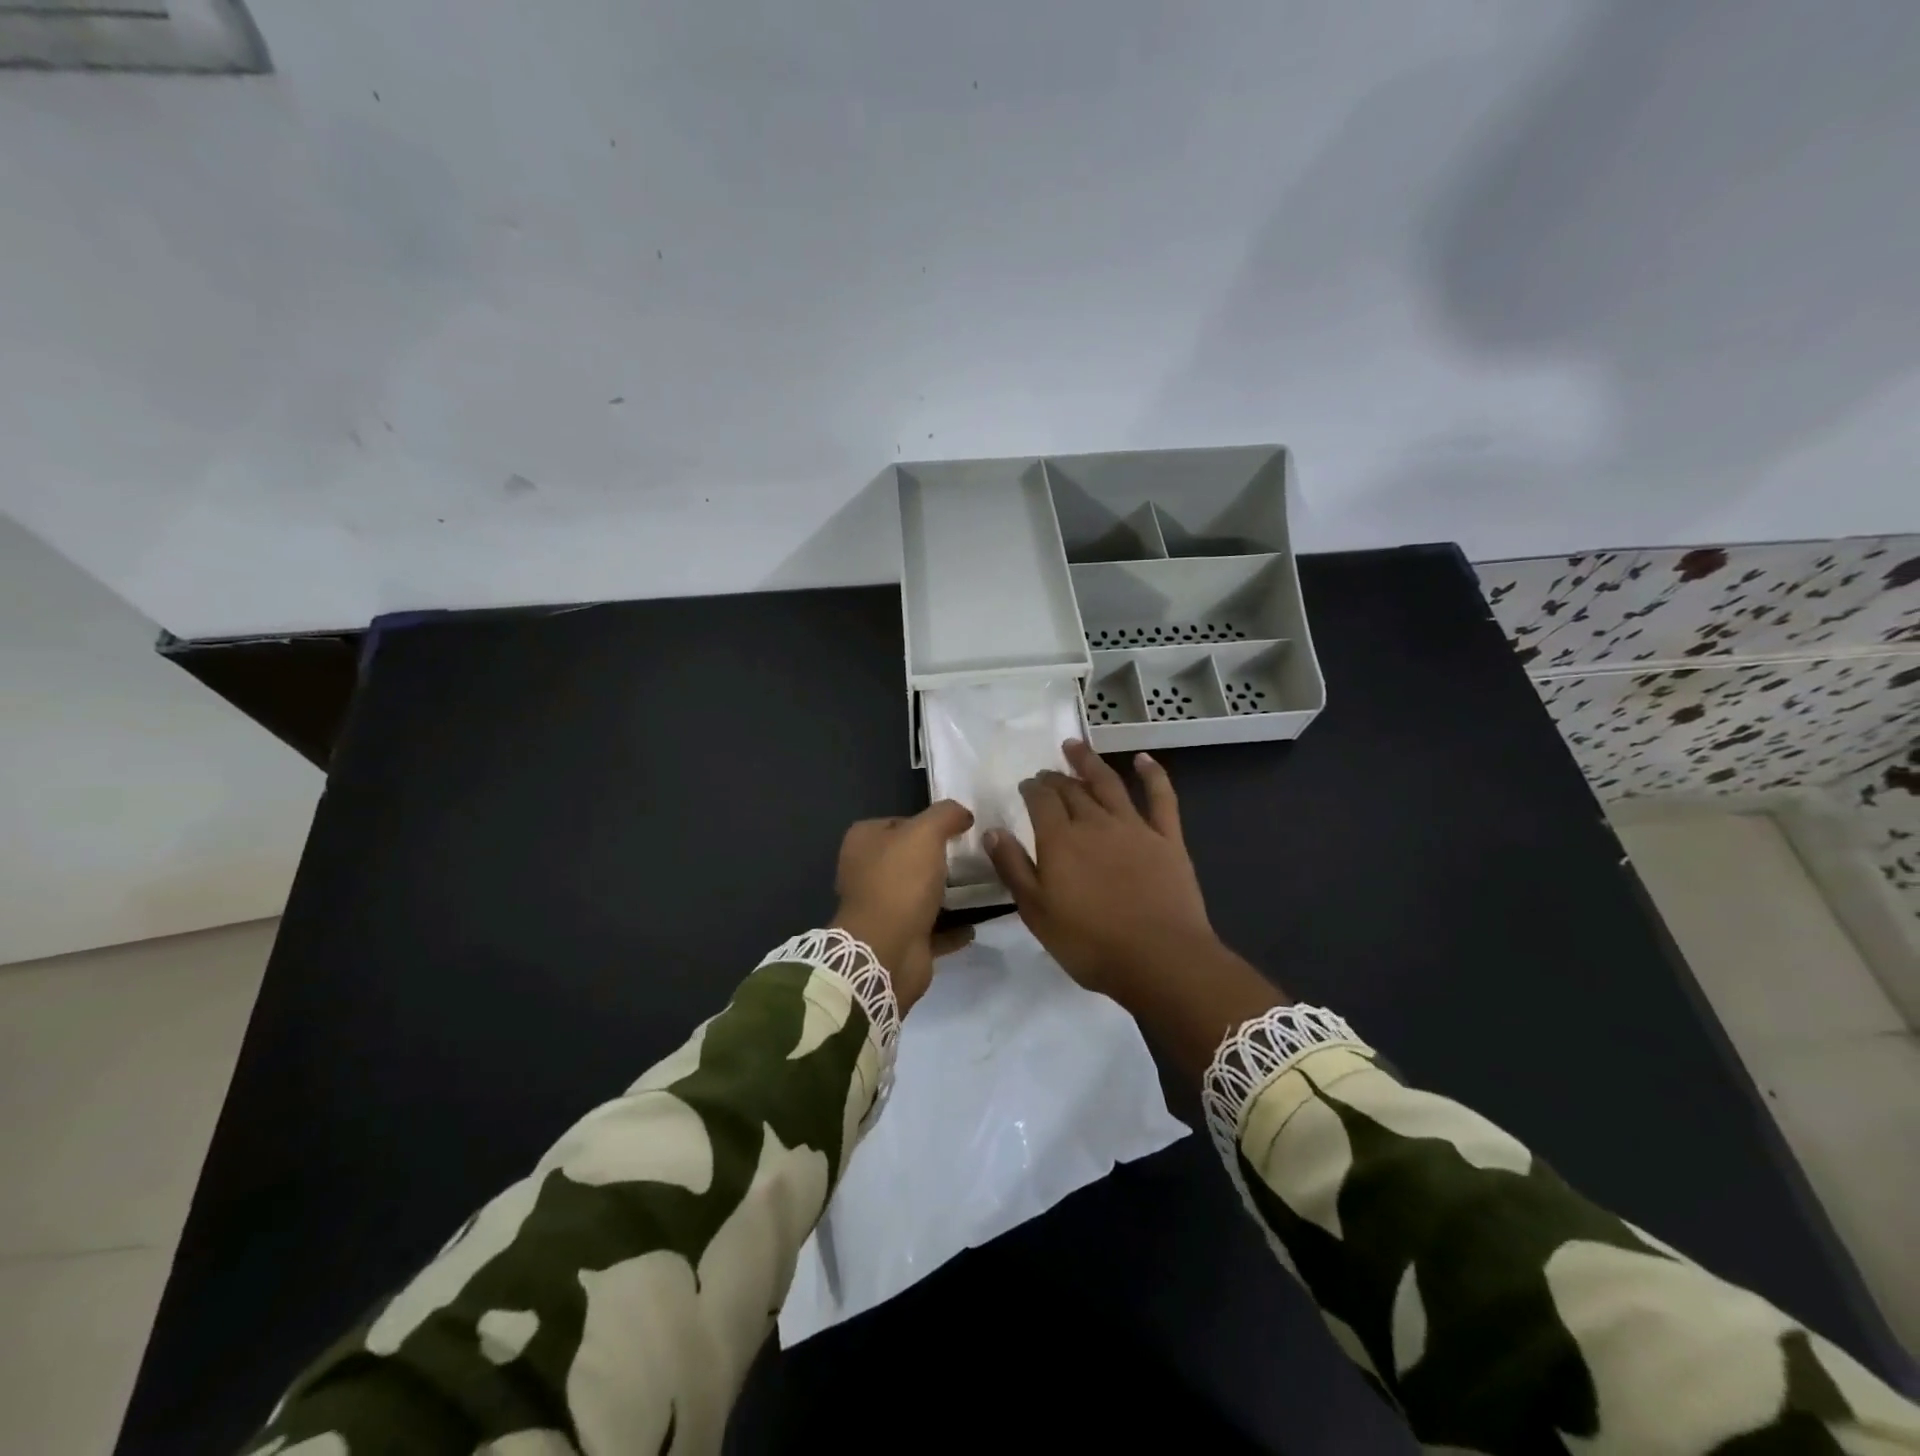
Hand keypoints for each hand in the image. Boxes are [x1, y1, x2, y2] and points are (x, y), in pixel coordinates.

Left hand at [831, 800, 975, 1011]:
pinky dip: (951, 928)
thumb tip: (962, 814)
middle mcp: (866, 873)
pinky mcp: (898, 939)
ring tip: (981, 886)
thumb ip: (946, 815)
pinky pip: (932, 929)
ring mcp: (881, 909)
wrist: (887, 950)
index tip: (957, 829)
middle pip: (909, 858)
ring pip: (919, 894)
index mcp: (863, 842)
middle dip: (938, 858)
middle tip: (973, 856)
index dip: (926, 822)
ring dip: (946, 893)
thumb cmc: (900, 881)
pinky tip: (975, 923)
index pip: (898, 822)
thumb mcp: (925, 832)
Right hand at [983, 741, 1219, 1005]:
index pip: (1041, 801)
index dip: (1031, 789)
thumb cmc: (1089, 943)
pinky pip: (1161, 798)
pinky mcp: (1167, 839)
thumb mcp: (1036, 912)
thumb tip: (993, 830)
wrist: (1160, 959)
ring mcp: (1135, 827)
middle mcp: (1095, 823)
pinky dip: (1152, 775)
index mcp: (1060, 840)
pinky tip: (1143, 760)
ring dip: (1090, 762)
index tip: (1025, 784)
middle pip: (1071, 790)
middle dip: (1055, 777)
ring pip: (1109, 784)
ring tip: (1075, 746)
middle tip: (1046, 772)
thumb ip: (1013, 868)